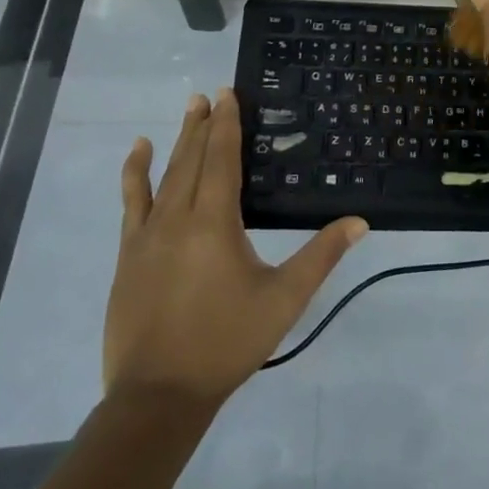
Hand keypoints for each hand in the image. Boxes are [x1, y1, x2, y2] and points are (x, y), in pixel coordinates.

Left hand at [105, 90, 367, 406]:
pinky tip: (137, 154)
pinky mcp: (129, 255)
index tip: (228, 93)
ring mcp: (147, 235)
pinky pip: (131, 203)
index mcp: (215, 222)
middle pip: (193, 159)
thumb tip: (360, 221)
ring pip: (164, 175)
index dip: (226, 124)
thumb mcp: (284, 299)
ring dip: (176, 141)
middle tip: (210, 94)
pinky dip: (134, 174)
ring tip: (186, 111)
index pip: (222, 159)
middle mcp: (178, 217)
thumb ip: (321, 256)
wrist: (159, 395)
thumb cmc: (227, 341)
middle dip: (204, 125)